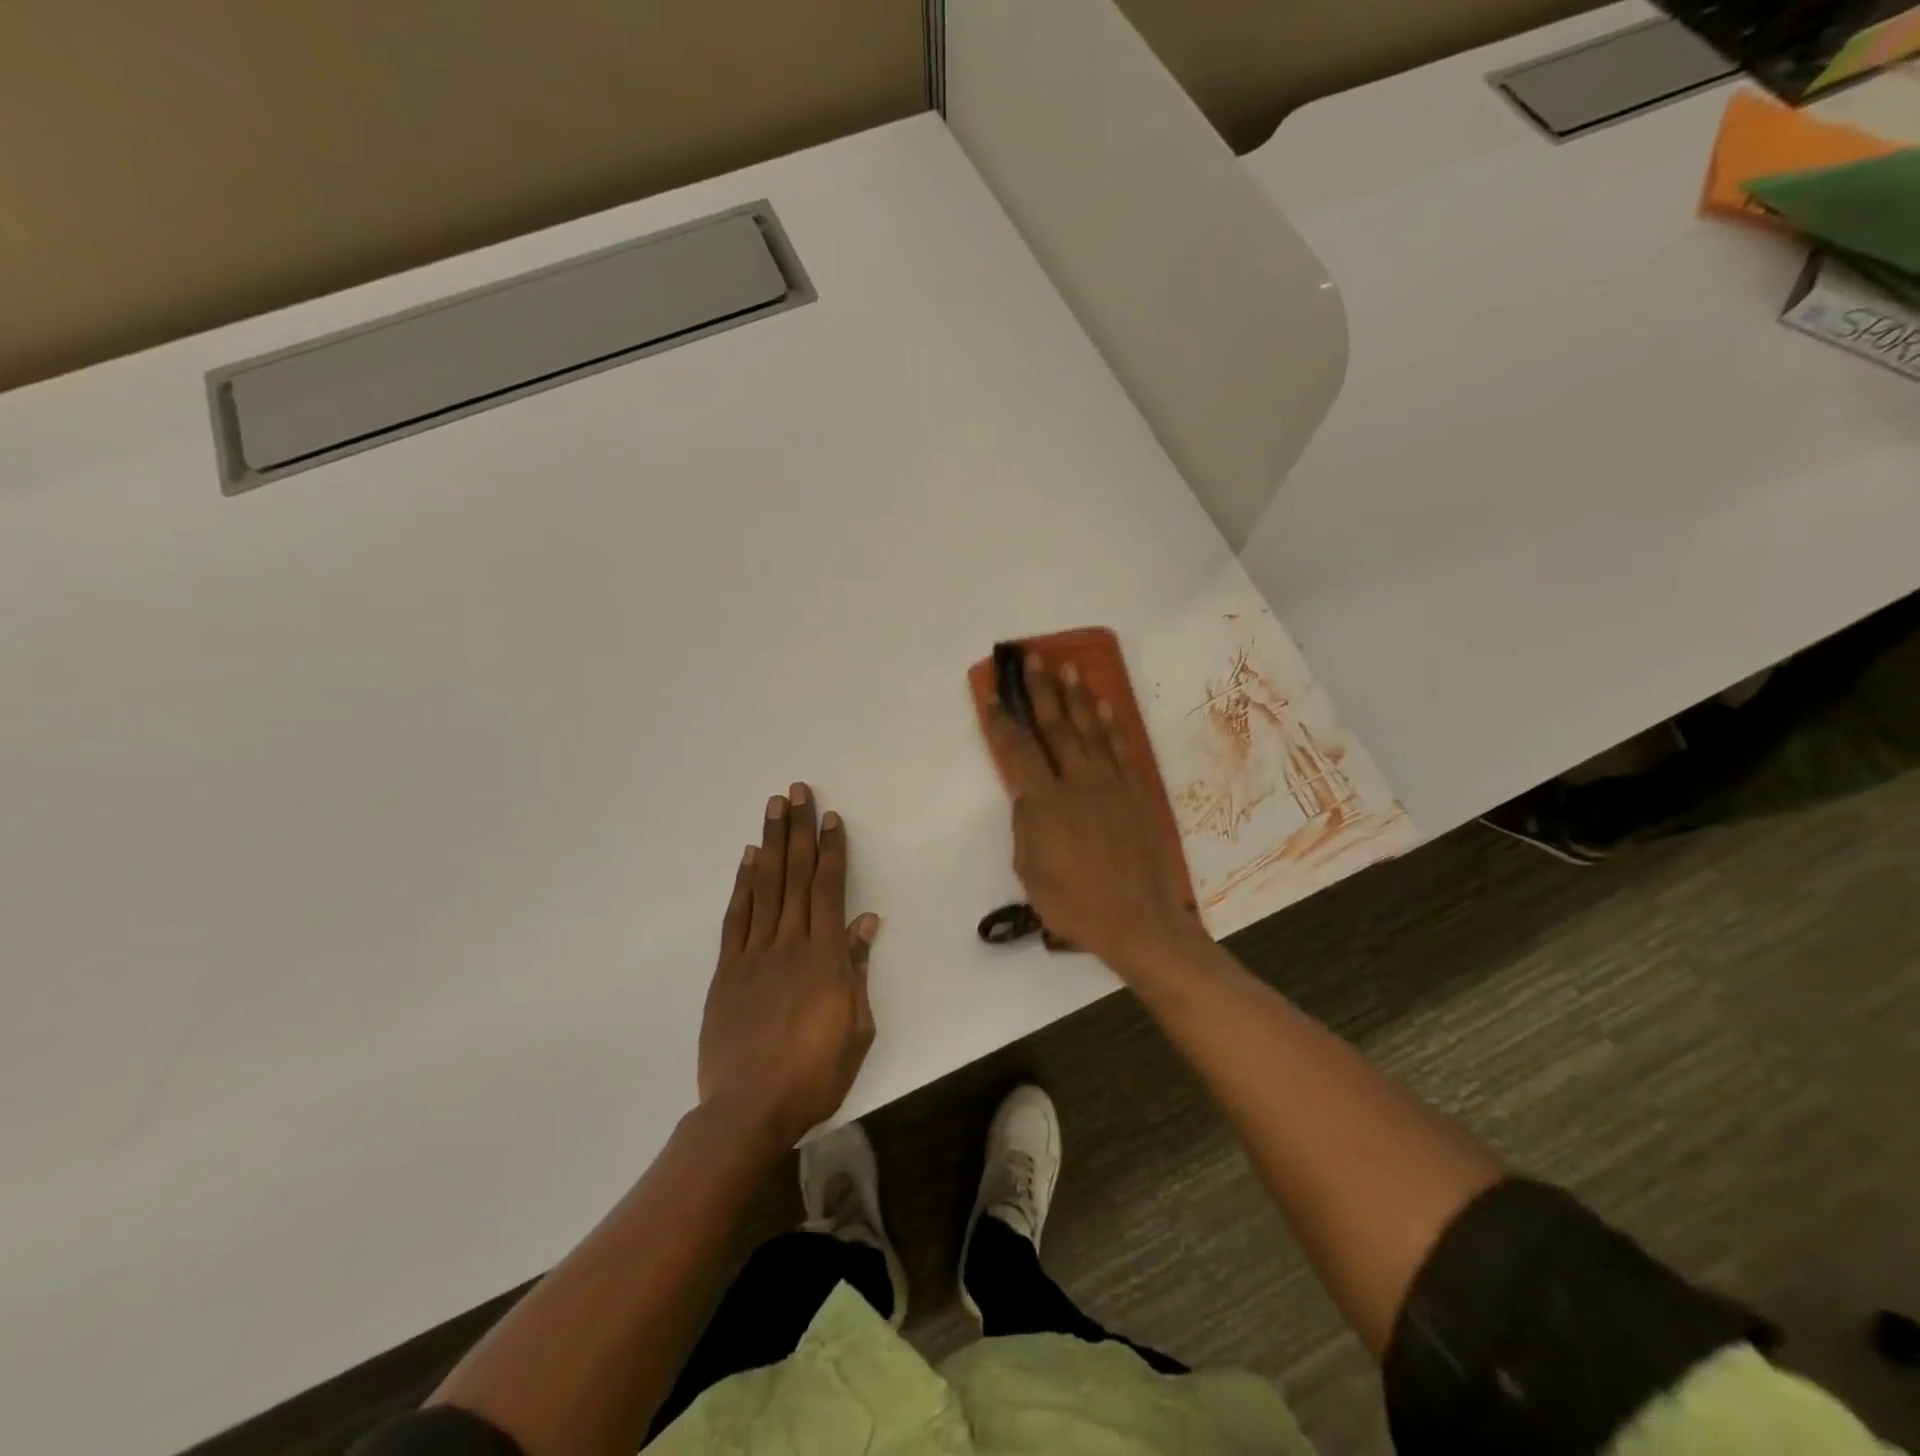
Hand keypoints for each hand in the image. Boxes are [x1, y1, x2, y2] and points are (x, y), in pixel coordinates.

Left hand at [698, 784, 880, 1149]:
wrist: (747, 1110)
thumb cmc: (814, 1074)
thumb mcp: (855, 1027)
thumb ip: (857, 969)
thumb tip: (866, 922)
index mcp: (824, 957)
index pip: (828, 889)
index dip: (831, 850)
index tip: (831, 818)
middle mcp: (788, 943)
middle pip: (794, 876)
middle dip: (798, 830)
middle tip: (796, 791)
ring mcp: (754, 954)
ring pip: (764, 887)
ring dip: (770, 844)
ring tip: (772, 808)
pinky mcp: (727, 971)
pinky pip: (737, 918)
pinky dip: (743, 885)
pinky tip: (748, 860)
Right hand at [985, 656, 1205, 976]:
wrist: (1138, 920)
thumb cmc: (1074, 904)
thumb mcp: (1030, 870)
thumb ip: (1027, 826)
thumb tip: (1030, 797)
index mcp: (1046, 803)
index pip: (1018, 752)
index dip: (1003, 723)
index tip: (993, 697)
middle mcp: (1078, 783)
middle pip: (1056, 728)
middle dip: (1042, 692)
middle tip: (1034, 661)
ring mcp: (1111, 785)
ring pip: (1091, 731)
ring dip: (1078, 698)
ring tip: (1069, 669)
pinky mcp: (1136, 794)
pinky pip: (1121, 751)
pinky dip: (1112, 727)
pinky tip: (1105, 708)